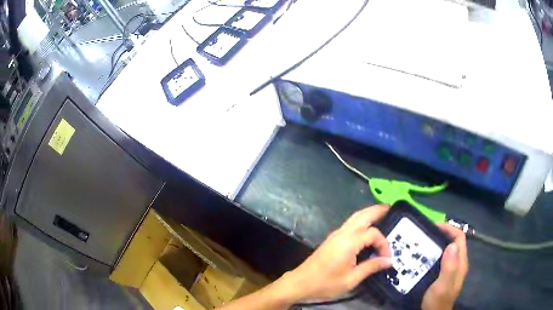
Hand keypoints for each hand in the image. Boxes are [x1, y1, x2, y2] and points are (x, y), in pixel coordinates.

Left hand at [279, 205, 391, 301]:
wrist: (300, 283)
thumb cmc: (325, 284)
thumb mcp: (351, 279)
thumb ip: (371, 267)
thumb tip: (389, 261)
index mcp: (349, 242)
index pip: (373, 234)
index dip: (384, 244)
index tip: (387, 258)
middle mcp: (342, 234)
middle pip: (362, 215)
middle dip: (377, 210)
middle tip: (390, 209)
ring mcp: (335, 235)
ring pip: (354, 218)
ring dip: (368, 213)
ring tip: (381, 214)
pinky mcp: (331, 239)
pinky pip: (349, 224)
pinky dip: (361, 221)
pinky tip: (366, 228)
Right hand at [422, 224, 468, 309]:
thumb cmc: (437, 302)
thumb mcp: (442, 286)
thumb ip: (449, 267)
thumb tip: (452, 244)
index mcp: (460, 263)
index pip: (459, 237)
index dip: (449, 228)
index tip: (433, 227)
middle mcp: (458, 263)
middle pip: (454, 241)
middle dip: (442, 234)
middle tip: (425, 234)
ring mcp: (451, 269)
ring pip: (447, 249)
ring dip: (437, 243)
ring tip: (422, 243)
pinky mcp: (443, 274)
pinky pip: (441, 258)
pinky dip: (434, 253)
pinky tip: (423, 257)